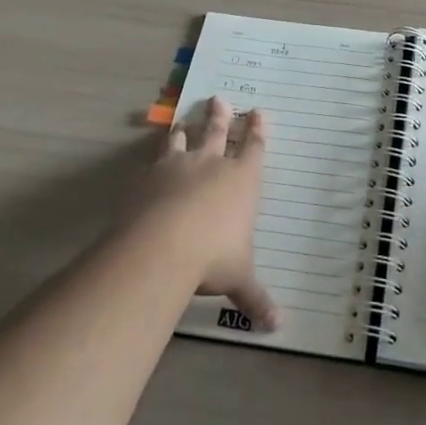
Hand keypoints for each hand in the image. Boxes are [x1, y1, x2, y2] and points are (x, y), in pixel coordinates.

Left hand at [128, 96, 278, 329]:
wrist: (162, 246)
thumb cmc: (214, 257)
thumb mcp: (240, 279)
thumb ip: (256, 297)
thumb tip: (277, 326)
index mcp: (242, 180)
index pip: (254, 148)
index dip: (257, 130)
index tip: (258, 112)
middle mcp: (212, 164)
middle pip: (218, 132)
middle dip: (221, 116)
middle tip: (218, 98)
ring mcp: (177, 166)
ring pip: (183, 140)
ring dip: (184, 130)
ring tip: (182, 121)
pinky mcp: (147, 176)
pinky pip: (153, 159)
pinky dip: (155, 157)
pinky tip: (150, 161)